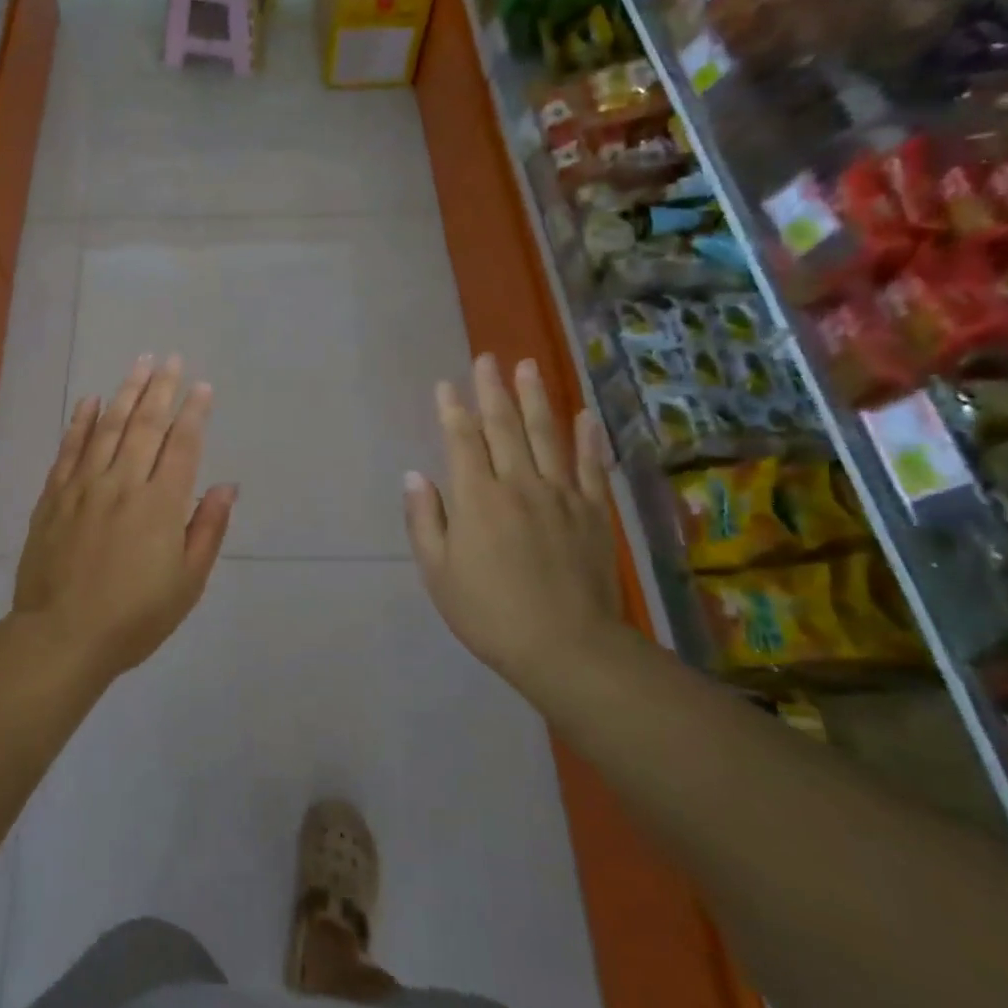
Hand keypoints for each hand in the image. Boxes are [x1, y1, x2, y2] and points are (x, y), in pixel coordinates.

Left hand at [13, 355, 236, 679]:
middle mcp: (124, 483)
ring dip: (126, 392)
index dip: (194, 412)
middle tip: (171, 358)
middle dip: (162, 388)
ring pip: (108, 427)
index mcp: (161, 505)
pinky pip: (69, 449)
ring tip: (139, 363)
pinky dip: (81, 421)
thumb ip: (207, 530)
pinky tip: (91, 400)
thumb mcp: (187, 583)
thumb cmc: (134, 618)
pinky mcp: (54, 496)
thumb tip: (226, 486)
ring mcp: (84, 486)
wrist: (62, 636)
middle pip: (146, 425)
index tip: (202, 386)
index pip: (182, 445)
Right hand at [404, 354, 620, 675]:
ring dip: (536, 398)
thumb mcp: (438, 573)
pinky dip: (588, 438)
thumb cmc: (489, 613)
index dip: (452, 410)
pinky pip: (590, 466)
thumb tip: (415, 476)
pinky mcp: (593, 513)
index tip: (446, 385)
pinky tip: (585, 414)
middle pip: (504, 427)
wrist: (566, 648)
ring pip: (547, 435)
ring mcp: (561, 495)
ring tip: (529, 367)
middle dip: (492, 391)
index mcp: (477, 498)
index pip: (462, 441)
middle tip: (488, 359)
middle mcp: (519, 484)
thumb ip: (425, 520)